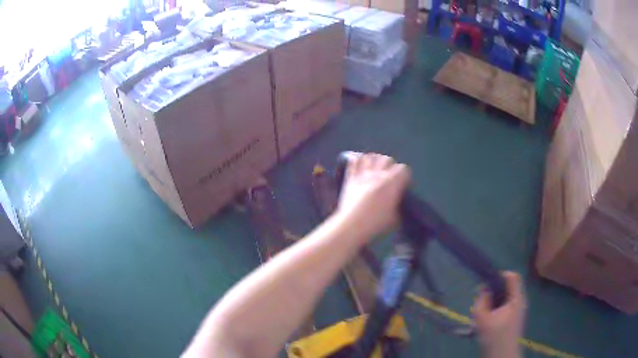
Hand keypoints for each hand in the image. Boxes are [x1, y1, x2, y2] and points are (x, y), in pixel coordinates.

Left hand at [335, 153, 410, 241]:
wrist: (352, 225)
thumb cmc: (376, 223)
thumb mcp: (395, 218)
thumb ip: (398, 206)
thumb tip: (397, 203)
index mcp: (392, 183)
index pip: (403, 169)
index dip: (404, 176)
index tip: (403, 184)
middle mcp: (379, 174)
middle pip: (387, 159)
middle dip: (390, 166)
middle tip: (389, 176)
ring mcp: (363, 174)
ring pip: (371, 157)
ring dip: (374, 160)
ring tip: (375, 168)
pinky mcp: (350, 178)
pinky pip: (353, 162)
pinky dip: (357, 160)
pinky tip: (358, 163)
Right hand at [472, 272, 526, 357]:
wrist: (501, 356)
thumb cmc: (494, 337)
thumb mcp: (482, 318)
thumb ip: (481, 301)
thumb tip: (483, 288)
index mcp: (516, 299)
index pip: (512, 276)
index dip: (499, 275)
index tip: (486, 283)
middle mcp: (520, 301)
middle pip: (509, 287)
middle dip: (495, 290)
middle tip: (482, 299)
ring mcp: (519, 311)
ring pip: (506, 297)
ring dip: (495, 300)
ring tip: (483, 310)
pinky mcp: (515, 319)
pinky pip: (506, 306)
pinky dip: (497, 308)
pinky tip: (488, 319)